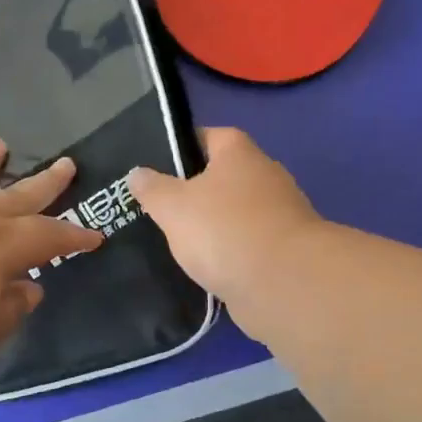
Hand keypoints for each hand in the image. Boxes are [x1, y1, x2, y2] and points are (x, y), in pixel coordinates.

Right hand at [128, 128, 323, 331]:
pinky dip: (227, 253)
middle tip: (157, 207)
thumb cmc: (224, 230)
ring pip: (233, 213)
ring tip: (174, 240)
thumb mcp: (172, 205)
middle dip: (192, 191)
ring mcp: (278, 214)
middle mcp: (264, 175)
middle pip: (220, 176)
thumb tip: (137, 173)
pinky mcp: (283, 250)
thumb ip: (152, 188)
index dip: (179, 148)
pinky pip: (245, 244)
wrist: (284, 284)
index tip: (153, 167)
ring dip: (211, 226)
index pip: (206, 136)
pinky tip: (203, 267)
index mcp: (239, 153)